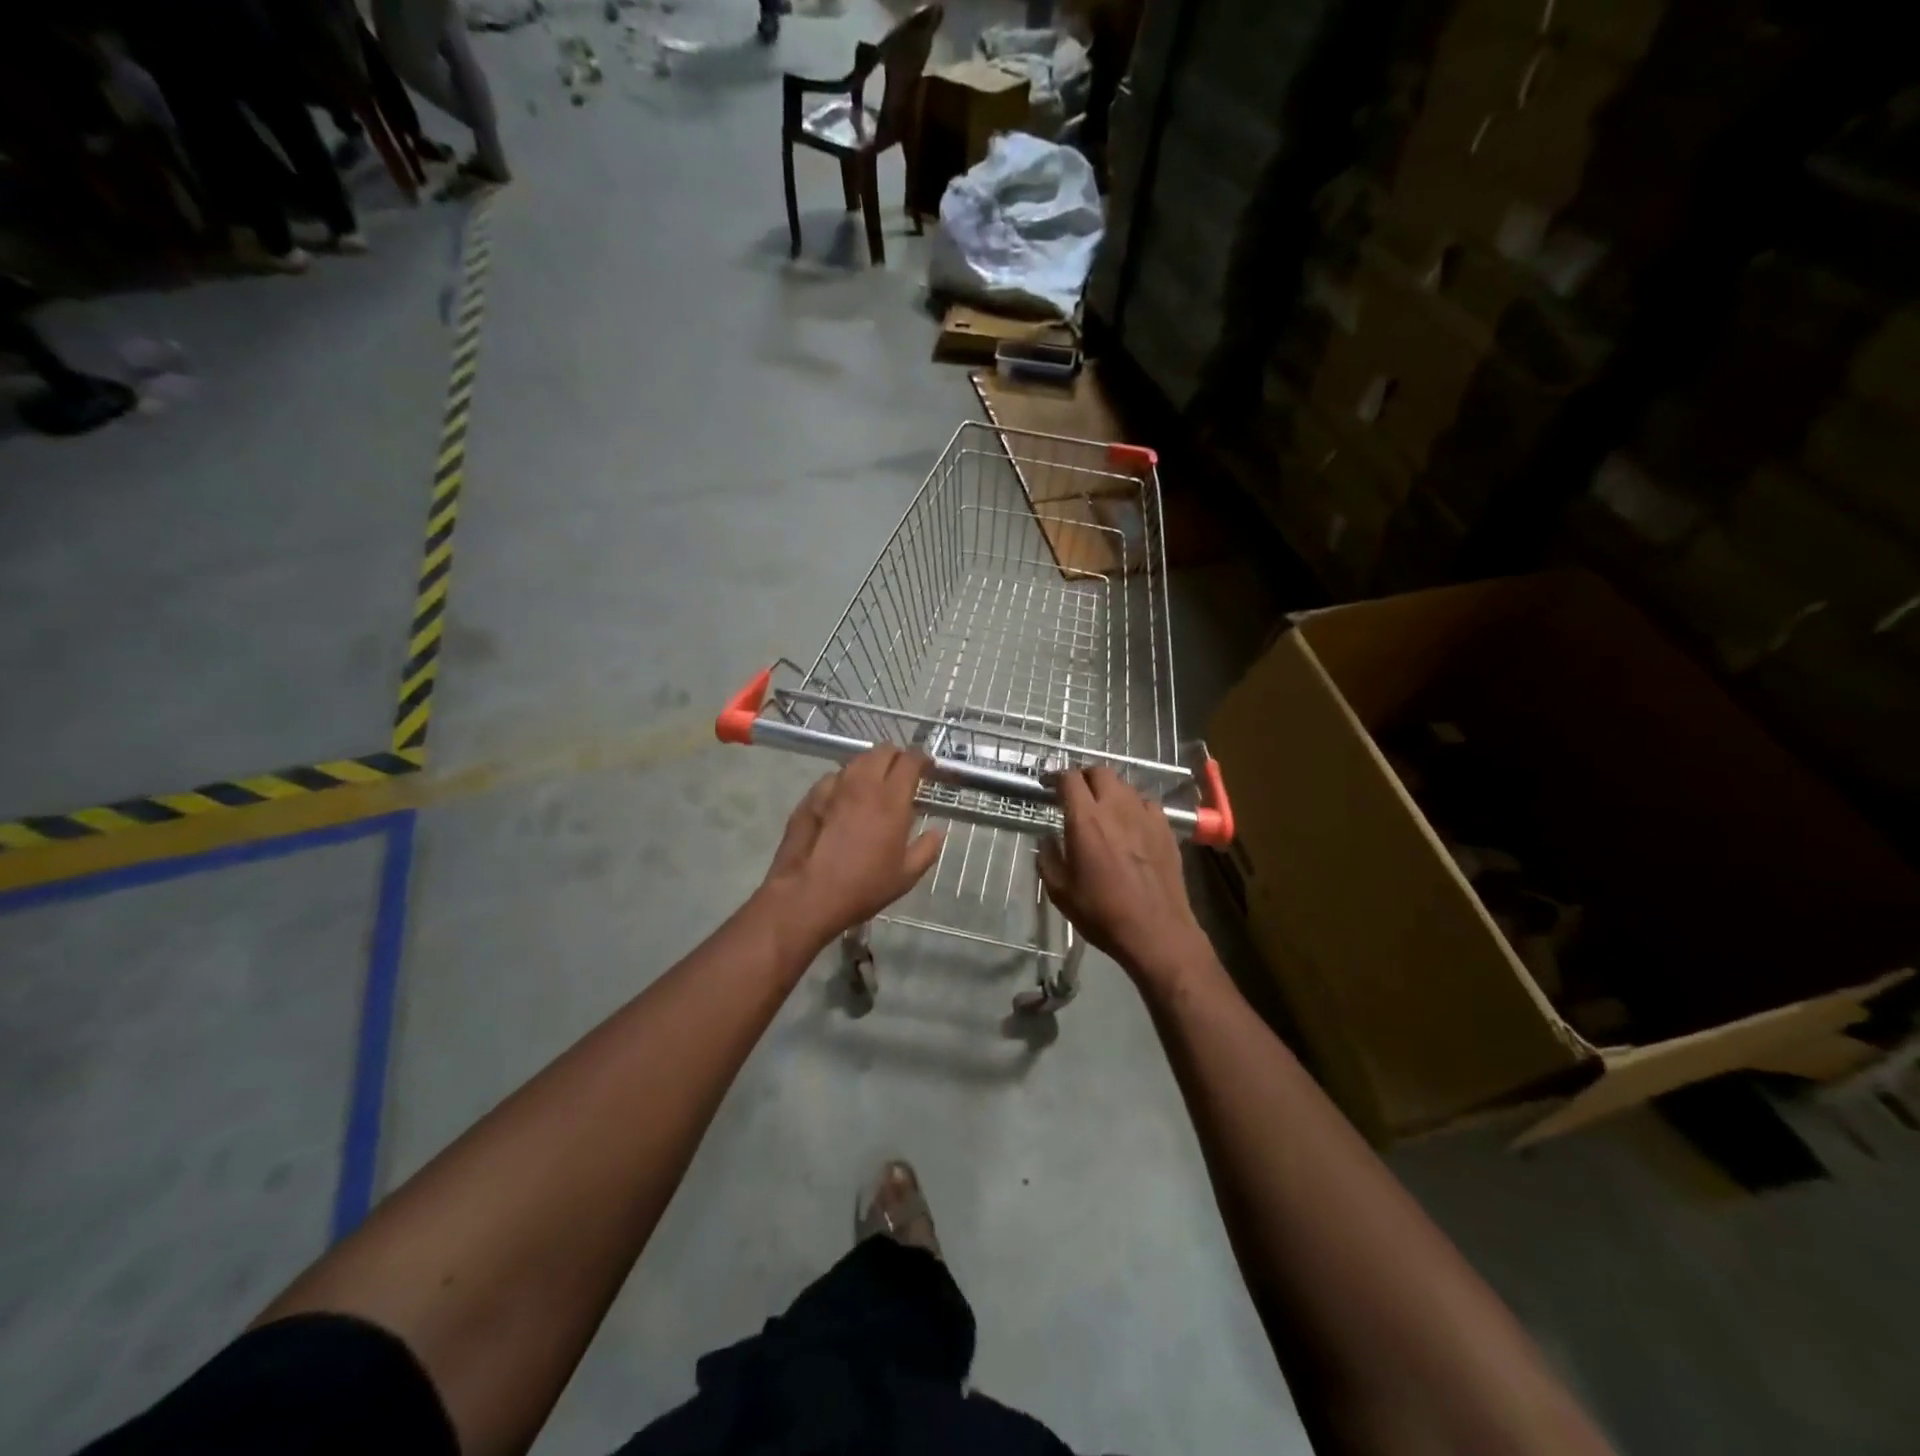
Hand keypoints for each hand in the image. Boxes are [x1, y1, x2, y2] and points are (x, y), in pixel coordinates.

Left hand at [760, 746, 943, 953]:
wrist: (807, 895)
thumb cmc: (863, 887)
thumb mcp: (905, 876)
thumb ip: (926, 849)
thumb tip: (937, 832)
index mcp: (891, 799)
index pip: (910, 760)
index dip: (922, 759)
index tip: (927, 767)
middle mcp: (862, 784)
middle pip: (882, 751)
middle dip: (896, 757)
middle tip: (902, 774)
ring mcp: (832, 787)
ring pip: (856, 761)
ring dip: (870, 766)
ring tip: (874, 785)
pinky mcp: (810, 797)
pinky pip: (833, 778)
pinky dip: (845, 782)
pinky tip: (844, 801)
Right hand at [1038, 766, 1211, 988]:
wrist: (1156, 931)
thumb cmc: (1102, 913)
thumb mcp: (1060, 891)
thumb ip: (1048, 858)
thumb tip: (1047, 839)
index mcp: (1085, 820)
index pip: (1069, 778)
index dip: (1056, 776)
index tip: (1049, 785)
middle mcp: (1116, 808)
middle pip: (1100, 772)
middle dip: (1084, 776)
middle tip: (1076, 793)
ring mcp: (1145, 815)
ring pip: (1125, 785)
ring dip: (1109, 790)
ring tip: (1103, 808)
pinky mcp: (1166, 828)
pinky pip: (1146, 803)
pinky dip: (1134, 805)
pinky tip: (1131, 823)